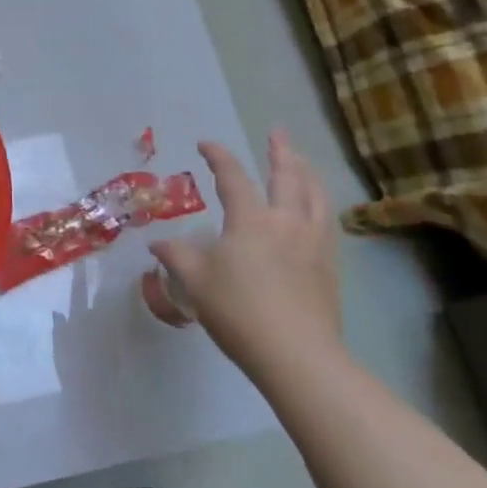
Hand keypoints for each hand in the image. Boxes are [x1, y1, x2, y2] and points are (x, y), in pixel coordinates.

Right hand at [148, 130, 343, 379]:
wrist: (297, 355)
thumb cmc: (239, 311)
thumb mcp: (195, 282)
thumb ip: (176, 256)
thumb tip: (157, 243)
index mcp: (250, 219)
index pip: (232, 176)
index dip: (218, 156)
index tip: (205, 144)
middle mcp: (286, 221)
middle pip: (286, 176)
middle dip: (280, 151)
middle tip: (277, 132)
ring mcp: (313, 242)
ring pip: (314, 195)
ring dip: (307, 172)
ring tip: (303, 161)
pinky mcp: (329, 265)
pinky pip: (327, 221)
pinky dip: (320, 203)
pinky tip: (318, 210)